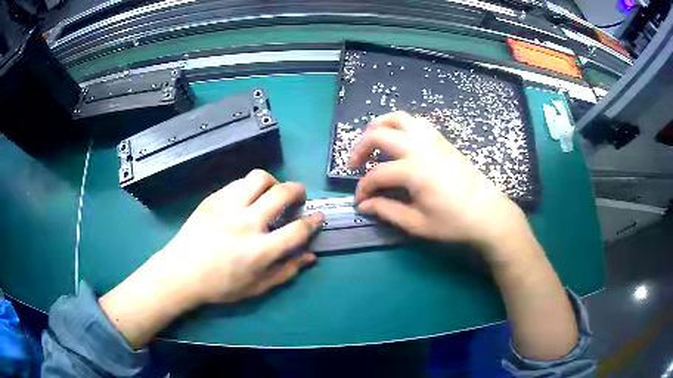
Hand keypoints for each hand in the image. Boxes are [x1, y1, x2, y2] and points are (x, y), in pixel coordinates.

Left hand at [161, 169, 322, 304]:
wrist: (181, 273)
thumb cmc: (220, 286)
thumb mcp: (257, 287)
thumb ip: (286, 271)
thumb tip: (310, 256)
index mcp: (259, 250)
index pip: (297, 229)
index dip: (313, 222)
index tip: (318, 217)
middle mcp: (246, 223)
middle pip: (281, 193)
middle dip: (298, 191)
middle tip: (298, 197)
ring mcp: (227, 207)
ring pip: (259, 178)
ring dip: (273, 182)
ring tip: (272, 192)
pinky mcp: (213, 198)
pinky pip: (238, 182)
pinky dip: (250, 187)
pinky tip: (247, 198)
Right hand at [350, 111, 526, 258]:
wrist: (487, 213)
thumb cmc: (453, 222)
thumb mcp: (417, 224)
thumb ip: (387, 210)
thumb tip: (364, 205)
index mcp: (413, 170)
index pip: (376, 174)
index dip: (363, 188)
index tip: (360, 201)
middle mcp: (420, 147)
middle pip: (379, 134)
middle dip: (360, 147)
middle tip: (354, 164)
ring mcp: (432, 139)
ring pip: (398, 118)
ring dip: (379, 126)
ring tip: (372, 142)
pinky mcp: (442, 140)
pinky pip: (416, 122)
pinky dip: (400, 125)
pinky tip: (399, 141)